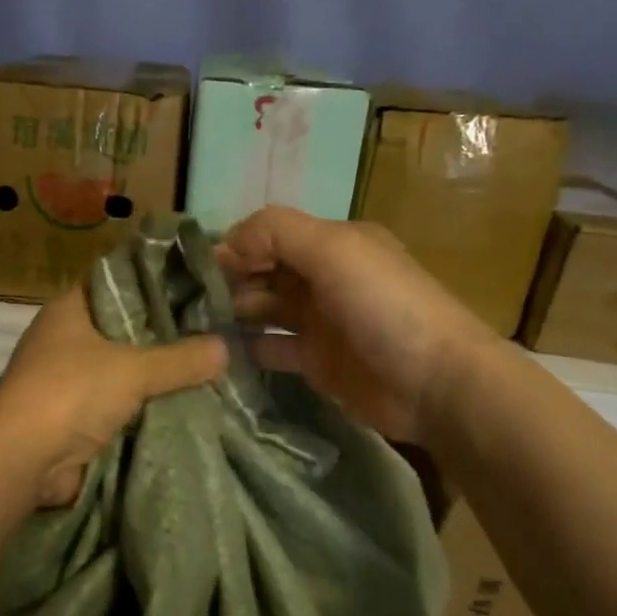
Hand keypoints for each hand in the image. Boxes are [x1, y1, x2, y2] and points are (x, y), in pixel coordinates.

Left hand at [0, 284, 228, 507]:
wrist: (25, 459)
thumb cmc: (72, 392)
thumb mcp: (134, 369)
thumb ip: (181, 358)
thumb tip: (224, 348)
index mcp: (70, 310)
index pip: (117, 281)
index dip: (155, 280)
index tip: (197, 283)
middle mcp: (67, 339)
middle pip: (125, 328)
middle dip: (166, 333)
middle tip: (215, 328)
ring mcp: (69, 379)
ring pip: (125, 369)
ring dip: (158, 375)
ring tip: (210, 365)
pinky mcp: (76, 416)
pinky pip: (121, 403)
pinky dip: (147, 406)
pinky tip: (187, 403)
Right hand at [217, 206, 499, 441]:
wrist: (434, 382)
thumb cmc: (384, 307)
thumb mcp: (333, 250)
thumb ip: (276, 233)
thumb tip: (225, 244)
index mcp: (331, 244)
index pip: (268, 236)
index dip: (232, 248)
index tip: (192, 271)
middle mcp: (323, 279)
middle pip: (262, 273)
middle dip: (225, 283)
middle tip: (182, 304)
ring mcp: (319, 323)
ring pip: (262, 311)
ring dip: (230, 315)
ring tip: (190, 328)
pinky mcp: (316, 363)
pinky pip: (271, 349)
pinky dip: (245, 349)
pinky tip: (214, 355)